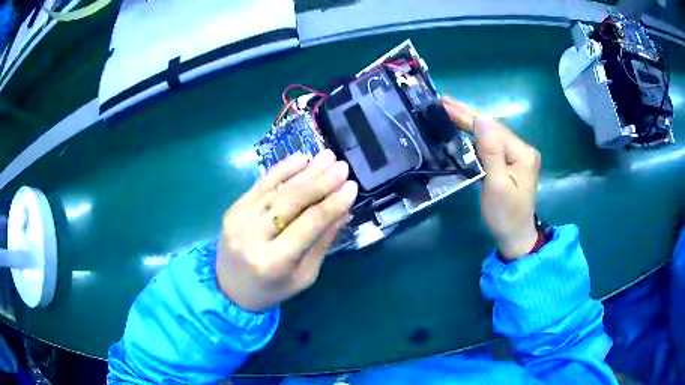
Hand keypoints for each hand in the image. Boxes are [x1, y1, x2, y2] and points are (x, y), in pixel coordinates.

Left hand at [216, 150, 357, 311]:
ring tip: (327, 157)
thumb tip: (342, 209)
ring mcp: (238, 220)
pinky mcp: (232, 209)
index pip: (309, 225)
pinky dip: (280, 170)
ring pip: (276, 190)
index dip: (332, 204)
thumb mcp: (304, 276)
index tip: (352, 187)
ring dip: (304, 172)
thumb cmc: (272, 290)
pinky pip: (259, 185)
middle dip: (319, 182)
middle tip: (342, 167)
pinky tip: (300, 159)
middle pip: (290, 202)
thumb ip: (322, 241)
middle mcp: (253, 238)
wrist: (230, 290)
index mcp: (273, 262)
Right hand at [443, 97, 540, 259]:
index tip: (445, 104)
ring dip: (470, 122)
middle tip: (443, 101)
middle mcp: (523, 149)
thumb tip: (483, 118)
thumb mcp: (497, 185)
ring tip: (450, 110)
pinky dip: (476, 135)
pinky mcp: (512, 162)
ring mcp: (518, 155)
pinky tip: (465, 129)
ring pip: (492, 134)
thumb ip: (491, 151)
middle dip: (467, 114)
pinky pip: (492, 144)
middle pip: (493, 127)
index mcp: (522, 153)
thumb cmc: (505, 215)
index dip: (468, 117)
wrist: (516, 237)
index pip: (492, 128)